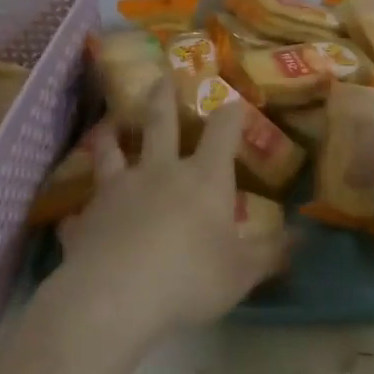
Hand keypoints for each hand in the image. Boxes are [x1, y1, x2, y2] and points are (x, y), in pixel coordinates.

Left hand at [56, 82, 287, 340]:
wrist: (115, 298)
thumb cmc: (190, 278)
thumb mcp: (242, 272)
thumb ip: (271, 253)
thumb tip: (300, 238)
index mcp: (203, 178)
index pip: (223, 132)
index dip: (231, 113)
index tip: (235, 100)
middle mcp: (159, 172)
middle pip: (161, 124)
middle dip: (163, 98)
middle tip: (161, 76)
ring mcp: (118, 191)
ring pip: (111, 153)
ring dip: (110, 138)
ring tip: (108, 126)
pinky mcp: (85, 220)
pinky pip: (80, 213)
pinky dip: (79, 214)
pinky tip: (72, 220)